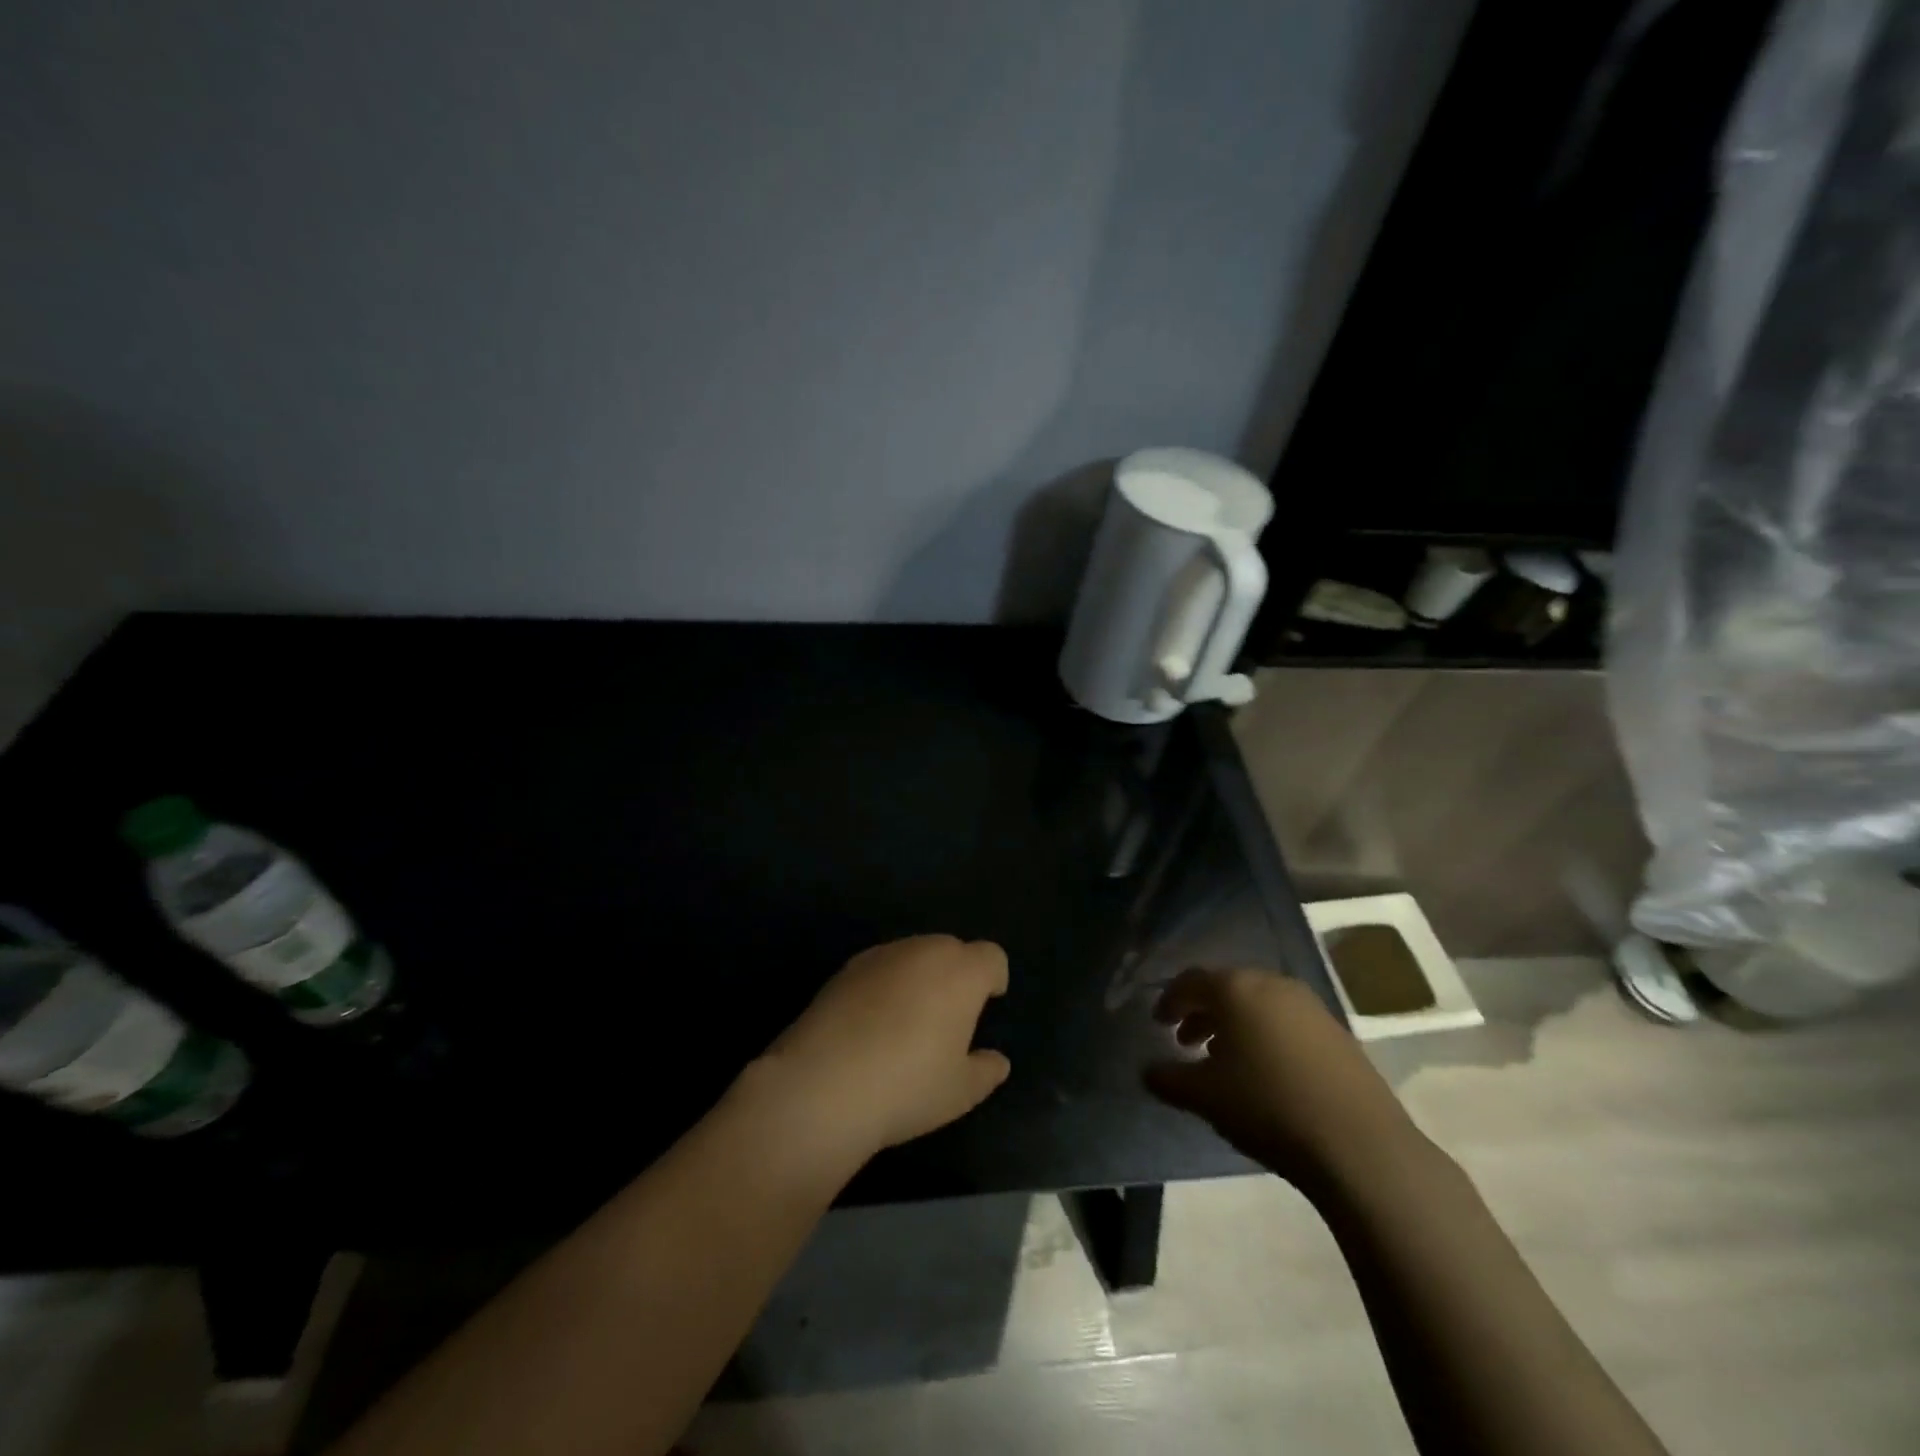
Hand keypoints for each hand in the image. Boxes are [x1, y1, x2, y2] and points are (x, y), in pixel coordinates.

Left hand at [751, 935, 1010, 1160]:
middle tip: (949, 1016)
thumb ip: (985, 1070)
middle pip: (951, 949)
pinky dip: (885, 984)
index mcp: (961, 973)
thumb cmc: (907, 1086)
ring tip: (909, 1020)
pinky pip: (880, 968)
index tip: (988, 1003)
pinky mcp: (846, 969)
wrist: (823, 1084)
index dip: (993, 977)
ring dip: (919, 976)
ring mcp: (881, 955)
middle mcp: (923, 952)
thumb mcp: (960, 1091)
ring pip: (913, 954)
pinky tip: (872, 1023)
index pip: (990, 956)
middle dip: (956, 973)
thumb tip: (997, 1061)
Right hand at [1145, 967, 1419, 1183]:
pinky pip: (1287, 1022)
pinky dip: (1265, 1036)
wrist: (1359, 1144)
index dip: (1170, 1000)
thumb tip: (1147, 1071)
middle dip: (1202, 1012)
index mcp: (1236, 988)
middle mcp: (1272, 984)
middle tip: (1185, 1042)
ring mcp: (1310, 1006)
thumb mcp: (1204, 1096)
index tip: (1158, 1023)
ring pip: (1258, 1004)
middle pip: (1226, 988)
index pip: (1191, 981)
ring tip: (1224, 1060)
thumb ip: (1168, 1078)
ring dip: (1234, 1025)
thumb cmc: (1267, 1106)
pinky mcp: (1337, 1032)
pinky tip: (1265, 1072)